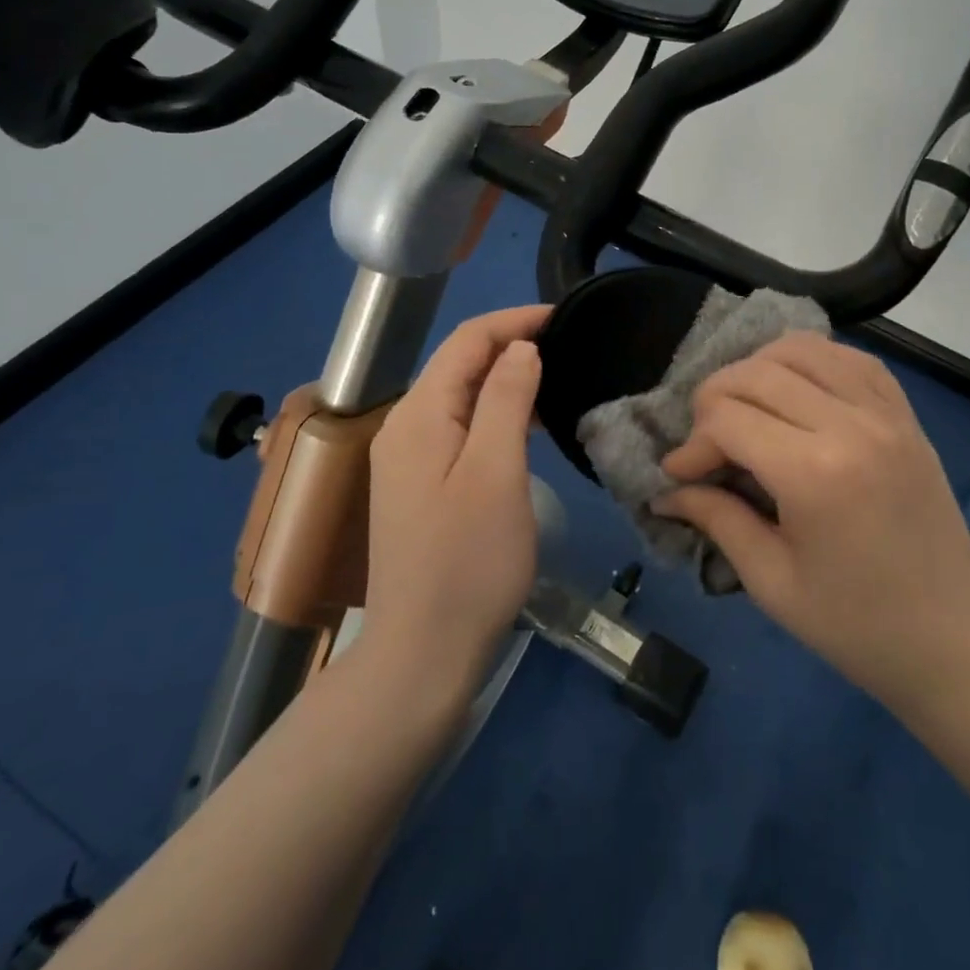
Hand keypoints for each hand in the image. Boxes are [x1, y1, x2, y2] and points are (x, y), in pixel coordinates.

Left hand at [362, 305, 548, 694]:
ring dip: (503, 377)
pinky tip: (524, 424)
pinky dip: (493, 412)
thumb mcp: (497, 472)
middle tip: (566, 343)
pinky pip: (459, 427)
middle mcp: (403, 426)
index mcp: (419, 415)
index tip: (563, 315)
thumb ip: (506, 399)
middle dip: (509, 342)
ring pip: (459, 395)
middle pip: (458, 363)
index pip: (466, 341)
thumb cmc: (468, 561)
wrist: (423, 654)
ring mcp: (407, 458)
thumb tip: (520, 347)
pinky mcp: (419, 485)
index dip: (513, 319)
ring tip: (554, 376)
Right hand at [656, 332, 969, 713]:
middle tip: (706, 443)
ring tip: (746, 409)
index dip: (692, 444)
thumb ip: (716, 520)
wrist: (954, 641)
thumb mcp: (772, 582)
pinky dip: (812, 361)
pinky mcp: (905, 414)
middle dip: (714, 399)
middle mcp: (850, 425)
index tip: (680, 475)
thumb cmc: (856, 625)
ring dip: (758, 369)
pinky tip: (796, 389)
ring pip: (801, 349)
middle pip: (756, 373)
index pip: (726, 419)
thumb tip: (666, 491)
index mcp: (814, 473)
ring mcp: (885, 412)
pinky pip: (851, 358)